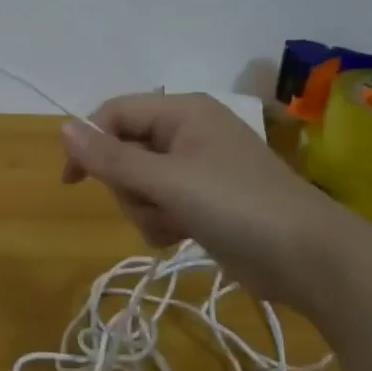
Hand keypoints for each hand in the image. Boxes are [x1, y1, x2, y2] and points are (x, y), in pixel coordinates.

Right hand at [61, 93, 357, 307]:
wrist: (309, 258)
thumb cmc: (237, 206)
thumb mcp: (167, 180)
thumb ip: (111, 158)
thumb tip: (63, 127)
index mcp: (183, 112)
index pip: (115, 114)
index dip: (89, 143)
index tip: (72, 181)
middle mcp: (187, 133)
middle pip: (124, 151)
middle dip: (128, 185)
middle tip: (151, 202)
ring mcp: (196, 169)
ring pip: (139, 182)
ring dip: (144, 208)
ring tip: (172, 224)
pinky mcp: (203, 201)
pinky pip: (159, 203)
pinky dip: (161, 221)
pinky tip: (179, 236)